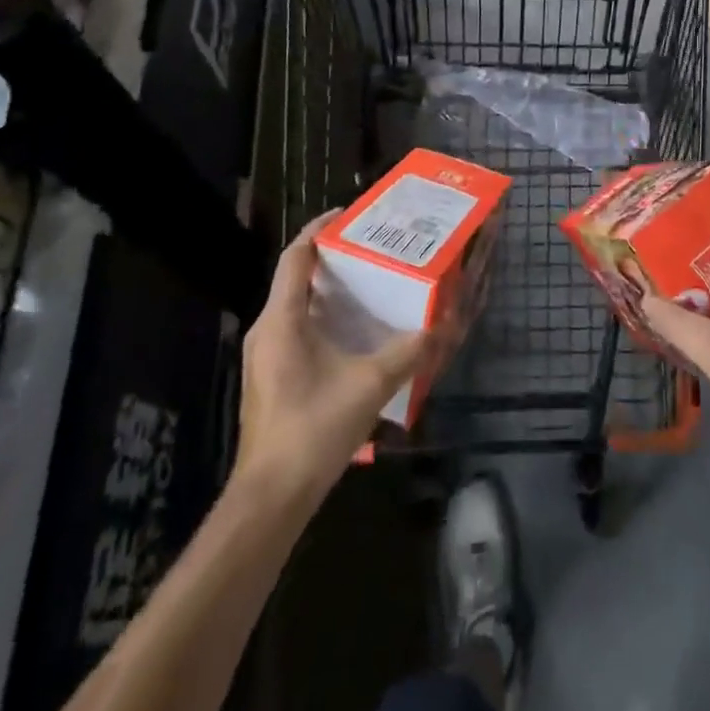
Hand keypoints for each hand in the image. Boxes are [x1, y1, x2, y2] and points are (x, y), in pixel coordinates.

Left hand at [233, 211, 434, 503]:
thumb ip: (409, 351)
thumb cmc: (313, 428)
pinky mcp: (272, 377)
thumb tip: (444, 324)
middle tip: (373, 247)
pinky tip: (355, 332)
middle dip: (332, 258)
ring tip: (370, 282)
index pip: (296, 257)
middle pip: (296, 277)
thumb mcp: (370, 384)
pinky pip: (297, 329)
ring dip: (329, 290)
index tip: (349, 213)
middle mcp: (267, 330)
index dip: (319, 229)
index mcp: (281, 319)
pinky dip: (324, 317)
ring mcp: (266, 356)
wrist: (272, 497)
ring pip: (297, 305)